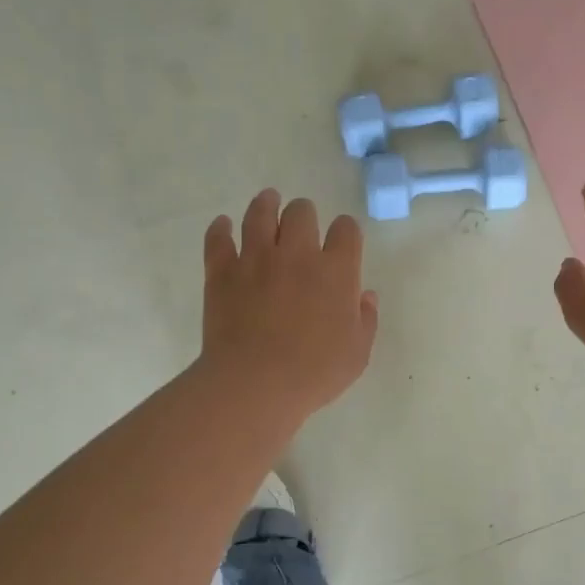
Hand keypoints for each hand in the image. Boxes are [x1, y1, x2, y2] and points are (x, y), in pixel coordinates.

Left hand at [201, 190, 378, 419]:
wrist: (256, 383)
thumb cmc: (315, 373)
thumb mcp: (357, 353)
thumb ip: (365, 320)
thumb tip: (365, 296)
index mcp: (336, 271)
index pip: (346, 230)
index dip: (346, 231)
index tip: (342, 240)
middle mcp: (297, 254)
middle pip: (302, 212)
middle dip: (305, 213)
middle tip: (302, 223)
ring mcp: (256, 259)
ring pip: (260, 214)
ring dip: (266, 204)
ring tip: (268, 201)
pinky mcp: (222, 272)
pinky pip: (218, 239)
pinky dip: (221, 229)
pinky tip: (224, 225)